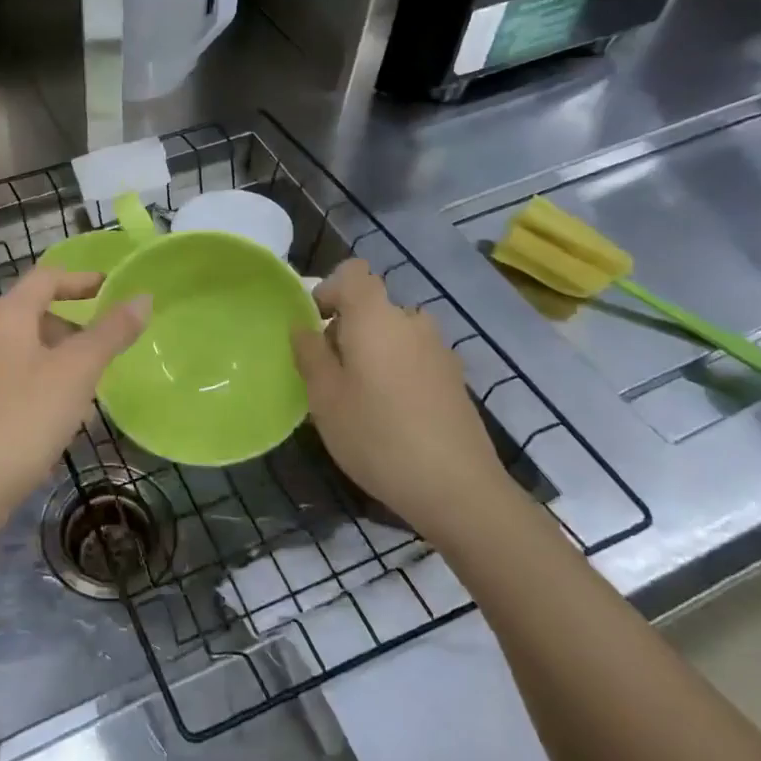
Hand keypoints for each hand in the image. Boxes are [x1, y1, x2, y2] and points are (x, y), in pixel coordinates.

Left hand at [0, 269, 150, 524]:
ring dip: (65, 363)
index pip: (47, 278)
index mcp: (7, 316)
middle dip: (77, 328)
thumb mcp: (76, 372)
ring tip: (95, 392)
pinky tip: (66, 423)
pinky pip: (21, 383)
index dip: (82, 279)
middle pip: (38, 315)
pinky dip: (48, 389)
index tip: (113, 288)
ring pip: (32, 353)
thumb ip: (110, 332)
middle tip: (110, 348)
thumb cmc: (23, 419)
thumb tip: (142, 297)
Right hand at [291, 260, 513, 544]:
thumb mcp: (324, 397)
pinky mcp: (454, 379)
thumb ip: (309, 354)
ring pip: (394, 334)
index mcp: (375, 317)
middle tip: (329, 373)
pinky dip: (397, 371)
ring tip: (359, 395)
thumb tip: (304, 327)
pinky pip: (414, 358)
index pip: (353, 272)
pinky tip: (391, 415)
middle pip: (373, 306)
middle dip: (347, 329)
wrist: (456, 488)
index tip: (316, 326)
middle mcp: (411, 322)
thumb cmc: (376, 435)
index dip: (330, 290)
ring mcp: (439, 350)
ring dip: (373, 351)